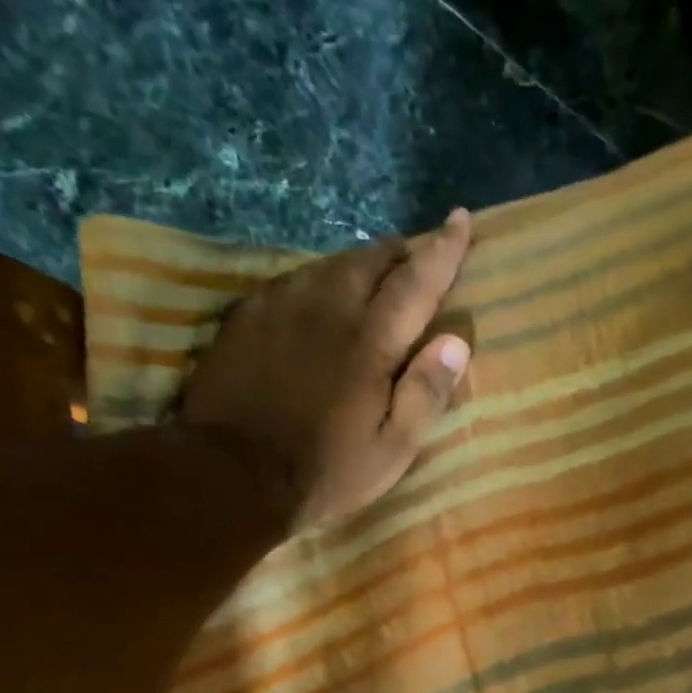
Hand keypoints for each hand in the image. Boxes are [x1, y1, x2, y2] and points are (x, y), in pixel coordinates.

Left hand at [179, 208, 473, 531]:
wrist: (231, 473)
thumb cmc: (326, 470)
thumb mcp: (393, 448)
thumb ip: (426, 393)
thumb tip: (457, 341)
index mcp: (370, 340)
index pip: (416, 281)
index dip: (443, 250)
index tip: (461, 219)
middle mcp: (327, 307)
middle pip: (371, 260)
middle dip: (401, 251)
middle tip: (419, 253)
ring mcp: (281, 306)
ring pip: (330, 264)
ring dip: (361, 262)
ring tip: (377, 270)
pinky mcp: (248, 316)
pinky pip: (295, 279)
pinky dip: (322, 278)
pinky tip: (323, 293)